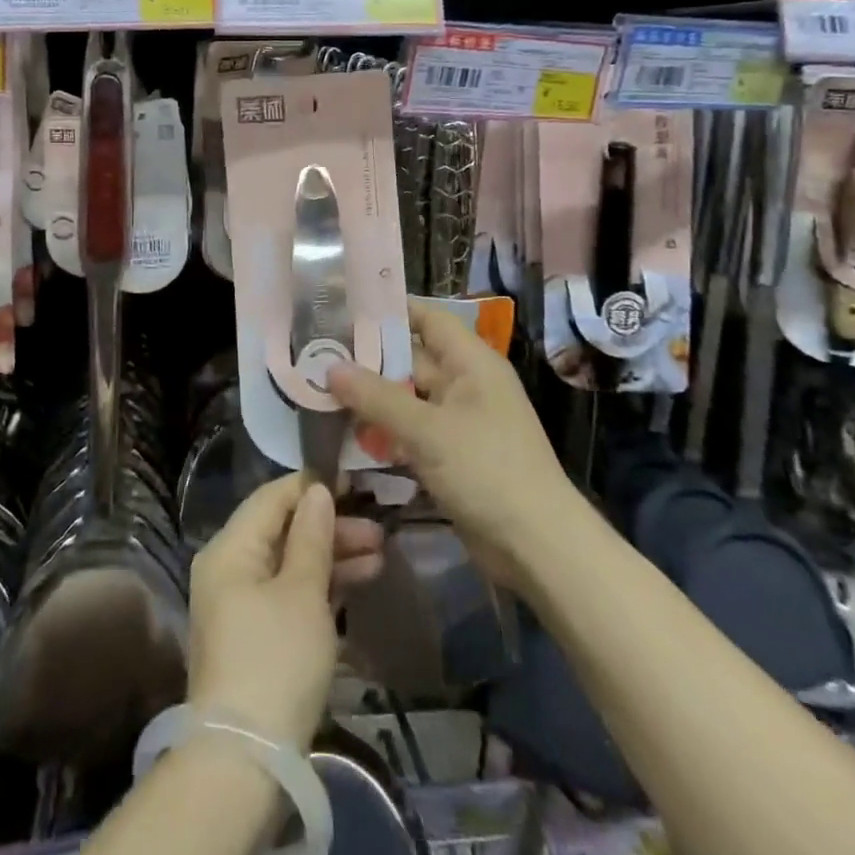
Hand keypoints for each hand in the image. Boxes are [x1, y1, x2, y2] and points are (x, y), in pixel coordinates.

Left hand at [187, 475, 354, 750]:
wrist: (246, 760)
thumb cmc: (276, 660)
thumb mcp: (302, 592)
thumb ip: (312, 536)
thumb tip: (317, 491)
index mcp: (230, 548)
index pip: (272, 497)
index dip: (312, 486)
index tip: (355, 482)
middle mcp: (229, 568)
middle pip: (282, 529)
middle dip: (330, 526)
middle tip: (378, 530)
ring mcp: (240, 604)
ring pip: (289, 562)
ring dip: (332, 556)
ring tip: (380, 555)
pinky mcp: (255, 635)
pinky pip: (289, 592)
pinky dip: (320, 586)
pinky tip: (358, 583)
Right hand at [328, 301, 570, 592]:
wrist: (536, 547)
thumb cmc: (487, 471)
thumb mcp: (427, 430)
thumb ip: (377, 397)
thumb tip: (330, 367)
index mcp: (471, 363)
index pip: (428, 318)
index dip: (389, 309)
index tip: (343, 308)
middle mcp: (465, 384)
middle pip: (411, 358)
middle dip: (368, 358)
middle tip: (318, 352)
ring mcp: (458, 422)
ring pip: (407, 397)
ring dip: (371, 397)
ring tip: (320, 388)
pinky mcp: (451, 456)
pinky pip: (411, 431)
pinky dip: (384, 430)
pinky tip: (346, 432)